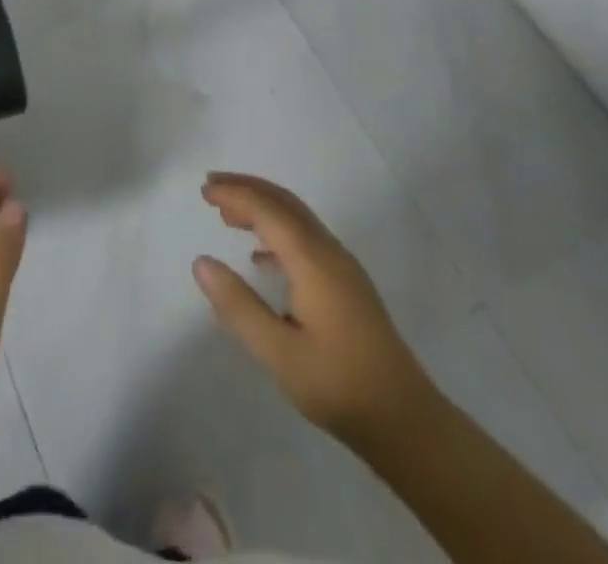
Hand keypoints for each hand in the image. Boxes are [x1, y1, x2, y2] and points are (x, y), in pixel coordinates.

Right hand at [193, 172, 435, 451]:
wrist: (406, 421)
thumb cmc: (337, 385)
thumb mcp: (278, 353)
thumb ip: (238, 305)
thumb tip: (201, 262)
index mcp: (312, 259)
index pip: (267, 209)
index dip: (234, 194)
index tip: (204, 190)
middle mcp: (329, 251)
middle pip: (284, 203)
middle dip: (248, 188)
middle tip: (212, 186)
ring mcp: (342, 267)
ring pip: (297, 218)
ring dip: (262, 208)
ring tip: (228, 215)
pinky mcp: (347, 285)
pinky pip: (306, 238)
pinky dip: (277, 231)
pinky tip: (261, 258)